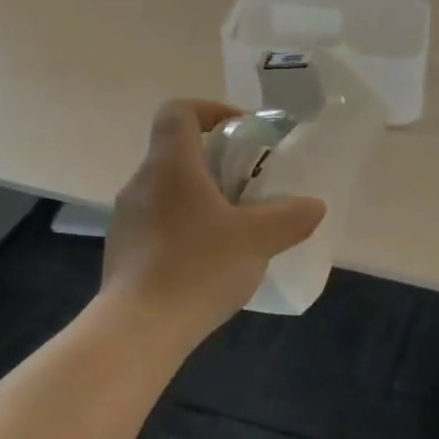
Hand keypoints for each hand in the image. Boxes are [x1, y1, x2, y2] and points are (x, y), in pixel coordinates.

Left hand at [104, 100, 325, 343]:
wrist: (139, 329)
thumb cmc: (199, 268)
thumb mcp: (258, 240)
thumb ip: (291, 217)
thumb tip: (314, 205)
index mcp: (171, 166)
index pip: (179, 111)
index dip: (211, 109)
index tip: (243, 130)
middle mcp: (141, 183)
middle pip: (177, 152)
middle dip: (217, 161)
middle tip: (250, 186)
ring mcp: (126, 218)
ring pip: (168, 189)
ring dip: (201, 197)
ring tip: (234, 227)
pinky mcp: (123, 249)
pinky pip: (158, 221)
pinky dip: (185, 226)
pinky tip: (208, 259)